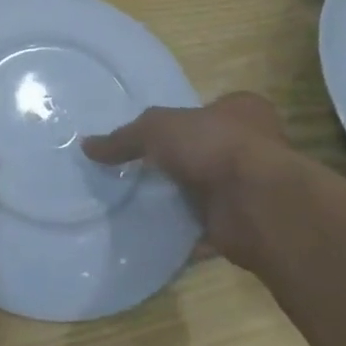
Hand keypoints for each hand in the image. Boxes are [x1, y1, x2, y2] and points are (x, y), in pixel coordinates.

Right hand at [82, 92, 292, 268]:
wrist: (259, 206)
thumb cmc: (215, 145)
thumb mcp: (157, 129)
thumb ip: (124, 138)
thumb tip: (86, 147)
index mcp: (243, 111)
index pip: (213, 107)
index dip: (187, 117)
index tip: (158, 133)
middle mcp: (254, 147)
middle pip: (210, 150)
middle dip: (183, 162)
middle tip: (144, 169)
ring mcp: (252, 190)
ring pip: (210, 192)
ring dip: (185, 201)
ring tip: (142, 203)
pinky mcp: (246, 228)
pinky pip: (208, 232)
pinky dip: (186, 237)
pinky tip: (156, 238)